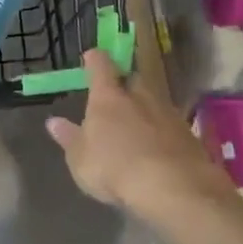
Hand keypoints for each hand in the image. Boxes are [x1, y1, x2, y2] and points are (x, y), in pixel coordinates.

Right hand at [45, 50, 232, 216]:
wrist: (173, 187)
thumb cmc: (114, 168)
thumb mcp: (80, 159)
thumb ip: (70, 138)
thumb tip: (54, 122)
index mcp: (107, 98)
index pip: (101, 67)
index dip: (95, 60)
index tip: (92, 55)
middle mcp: (140, 97)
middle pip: (133, 79)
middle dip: (124, 83)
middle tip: (116, 95)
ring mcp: (168, 113)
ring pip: (154, 101)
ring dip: (145, 108)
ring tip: (136, 125)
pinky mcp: (188, 134)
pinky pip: (170, 124)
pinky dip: (162, 131)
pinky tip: (157, 147)